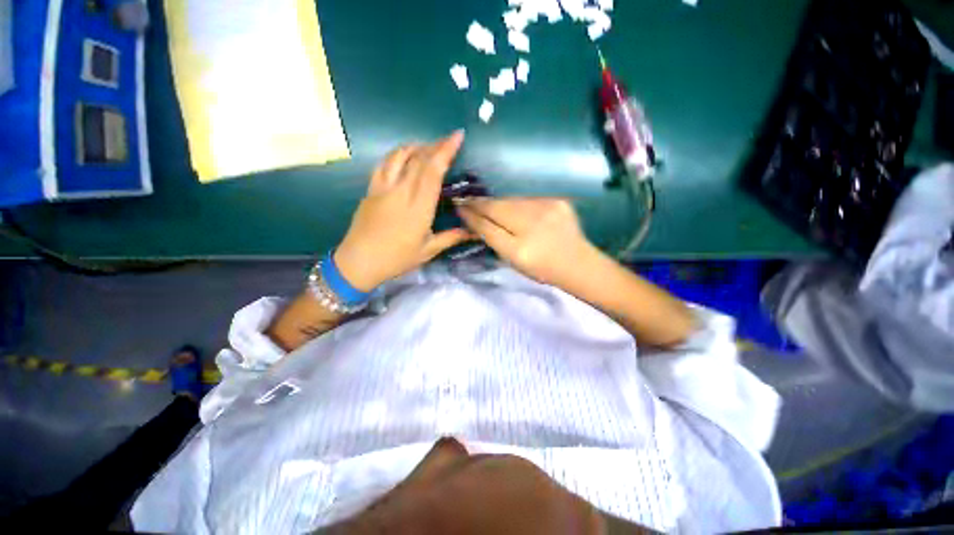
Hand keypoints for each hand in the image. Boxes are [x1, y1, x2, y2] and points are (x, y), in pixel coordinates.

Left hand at [334, 132, 472, 290]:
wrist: (359, 262)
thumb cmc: (396, 259)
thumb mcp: (428, 251)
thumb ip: (451, 237)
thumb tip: (473, 231)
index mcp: (419, 208)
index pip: (433, 171)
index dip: (446, 151)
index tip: (457, 136)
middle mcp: (401, 192)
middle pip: (418, 159)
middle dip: (436, 145)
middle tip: (449, 140)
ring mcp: (383, 188)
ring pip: (399, 156)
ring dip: (416, 146)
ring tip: (428, 146)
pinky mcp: (371, 189)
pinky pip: (384, 163)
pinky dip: (397, 154)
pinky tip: (404, 156)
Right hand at [457, 198, 595, 286]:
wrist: (578, 263)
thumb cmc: (542, 268)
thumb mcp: (513, 261)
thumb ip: (493, 240)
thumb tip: (474, 221)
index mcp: (520, 248)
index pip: (488, 225)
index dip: (471, 214)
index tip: (459, 206)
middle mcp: (533, 225)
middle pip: (498, 207)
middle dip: (479, 203)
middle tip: (466, 200)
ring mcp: (547, 209)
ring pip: (511, 200)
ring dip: (497, 202)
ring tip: (486, 204)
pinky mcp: (558, 200)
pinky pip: (527, 199)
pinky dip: (517, 203)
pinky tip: (513, 208)